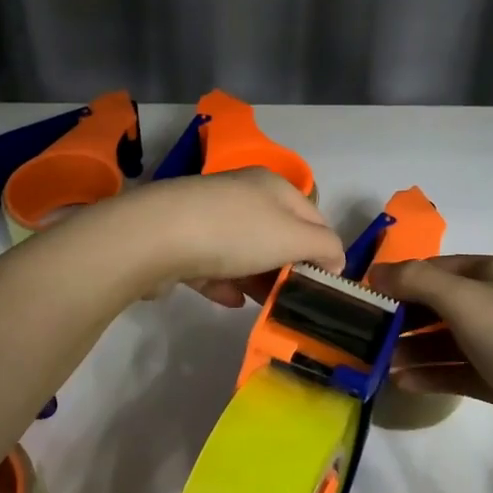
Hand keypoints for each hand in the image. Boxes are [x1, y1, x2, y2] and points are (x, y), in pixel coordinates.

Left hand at [112, 169, 345, 305]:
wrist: (156, 236)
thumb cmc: (235, 232)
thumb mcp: (293, 236)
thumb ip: (323, 246)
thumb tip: (337, 258)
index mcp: (273, 186)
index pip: (314, 215)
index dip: (326, 248)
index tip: (327, 284)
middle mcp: (242, 195)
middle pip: (277, 233)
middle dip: (288, 266)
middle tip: (297, 300)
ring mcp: (208, 217)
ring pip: (244, 250)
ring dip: (258, 277)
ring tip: (267, 306)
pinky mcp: (180, 241)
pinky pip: (211, 264)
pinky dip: (225, 282)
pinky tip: (231, 301)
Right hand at [368, 255, 492, 467]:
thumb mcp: (463, 300)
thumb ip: (415, 280)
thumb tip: (376, 272)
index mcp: (492, 274)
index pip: (434, 267)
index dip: (399, 278)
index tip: (363, 297)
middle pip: (438, 303)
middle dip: (402, 316)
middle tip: (364, 334)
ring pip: (445, 340)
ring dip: (412, 348)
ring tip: (378, 363)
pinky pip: (456, 371)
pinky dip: (430, 374)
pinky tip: (402, 383)